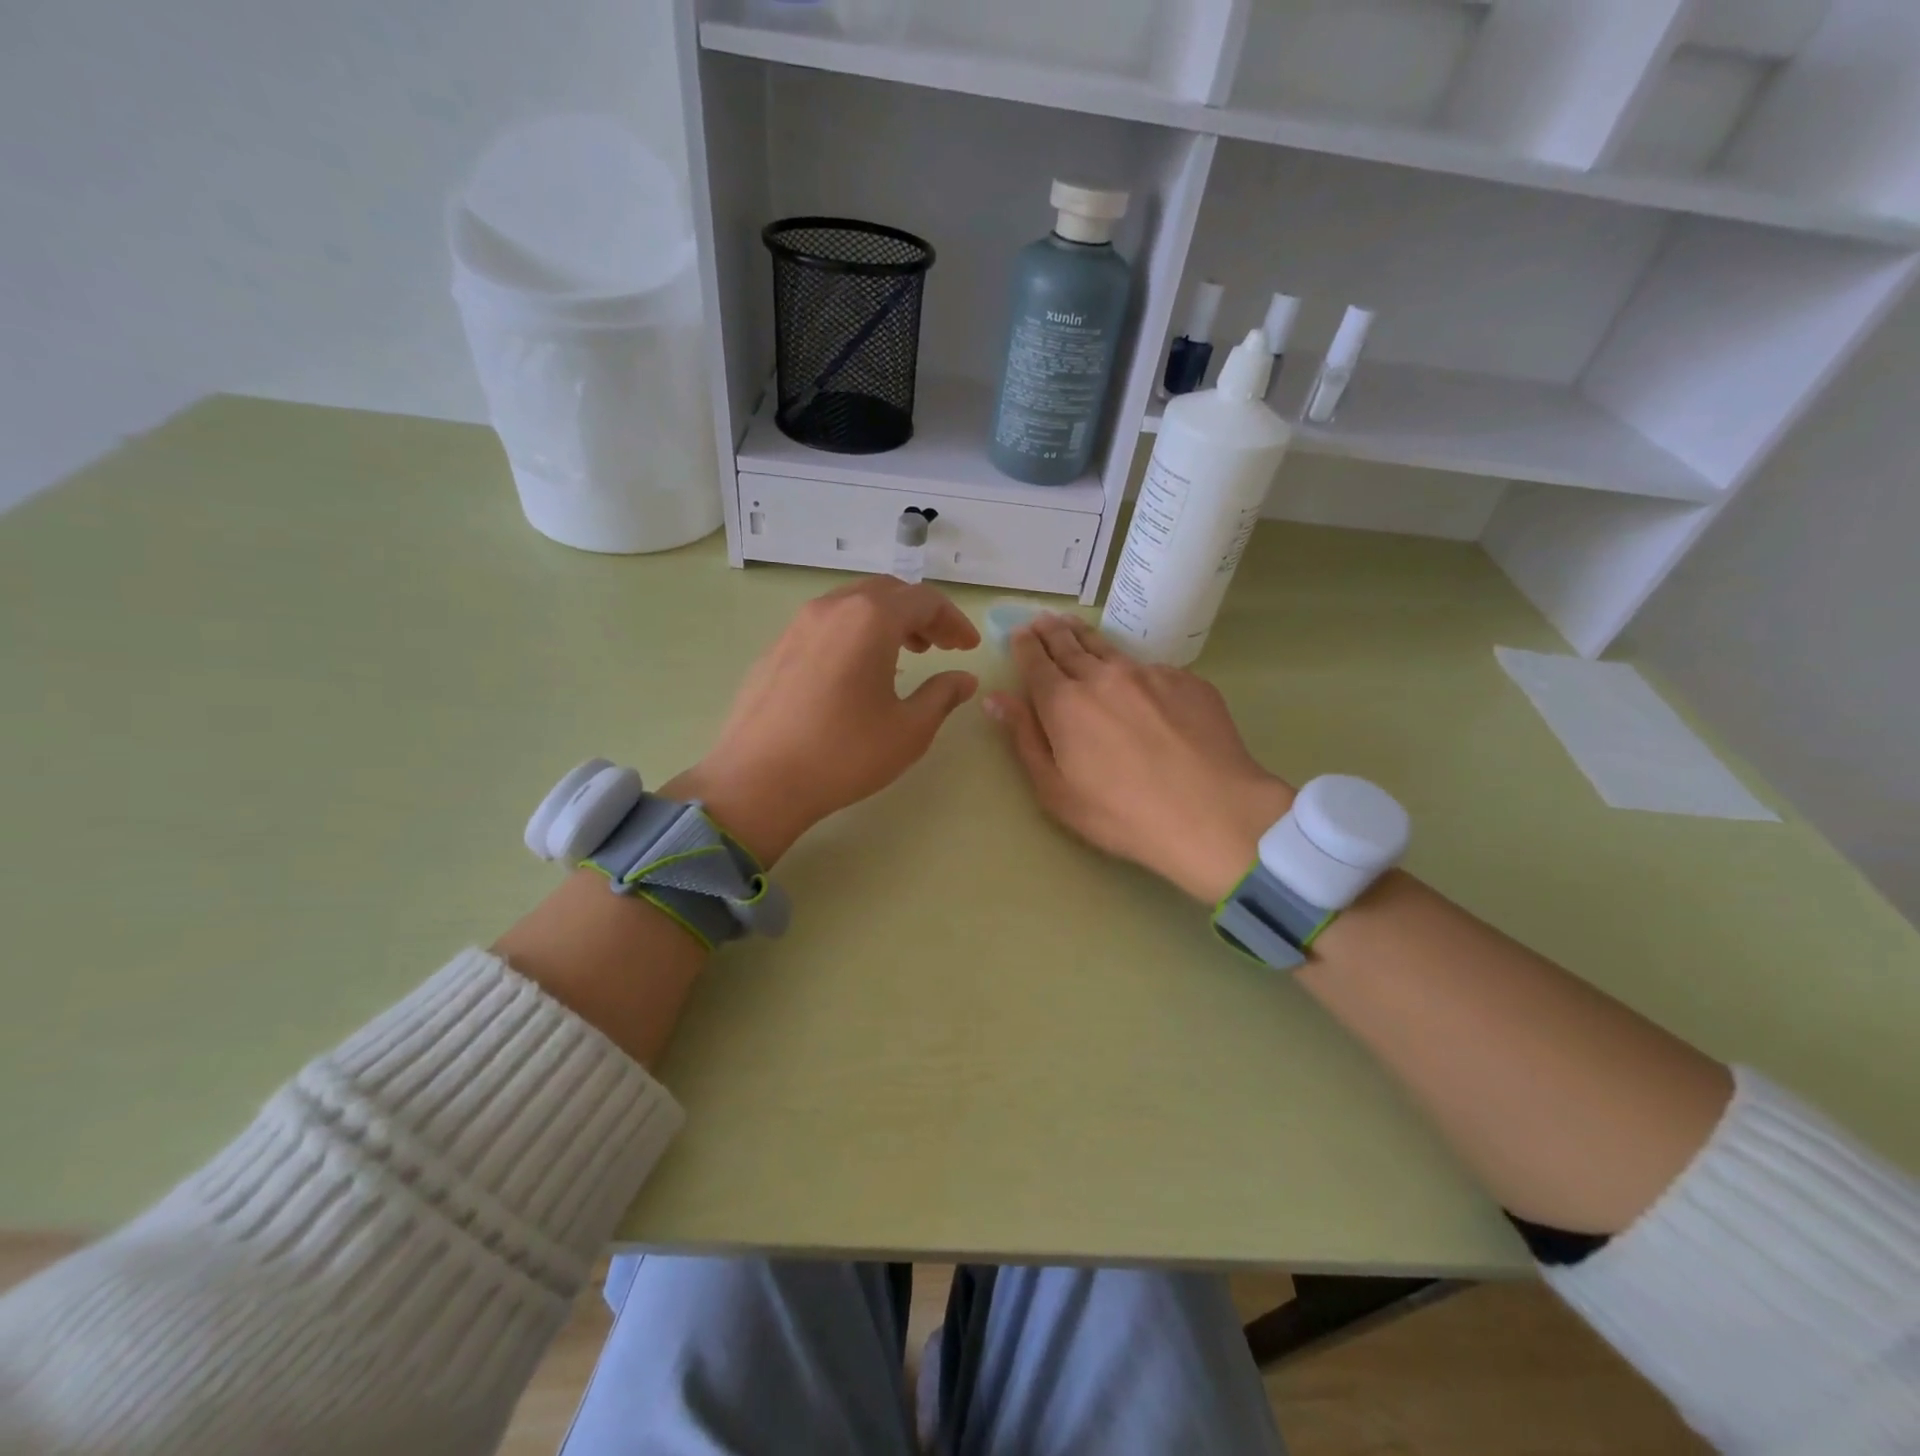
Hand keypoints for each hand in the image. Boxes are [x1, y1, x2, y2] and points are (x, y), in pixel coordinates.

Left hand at [670, 577, 980, 864]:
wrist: (758, 780)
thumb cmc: (844, 754)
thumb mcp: (909, 730)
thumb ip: (942, 695)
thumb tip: (963, 679)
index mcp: (870, 619)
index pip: (924, 600)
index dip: (953, 620)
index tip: (968, 648)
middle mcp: (833, 608)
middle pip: (888, 592)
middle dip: (921, 615)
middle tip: (940, 647)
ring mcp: (798, 625)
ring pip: (854, 604)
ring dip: (887, 621)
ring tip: (905, 654)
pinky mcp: (777, 647)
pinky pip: (827, 624)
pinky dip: (855, 633)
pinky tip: (858, 671)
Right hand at [985, 614, 1292, 902]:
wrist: (1212, 813)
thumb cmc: (1121, 814)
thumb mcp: (1056, 790)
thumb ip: (1025, 738)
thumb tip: (997, 699)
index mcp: (1064, 703)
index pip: (1036, 661)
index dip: (1025, 646)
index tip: (1019, 634)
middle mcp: (1103, 676)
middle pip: (1070, 645)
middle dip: (1051, 632)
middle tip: (1042, 620)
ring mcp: (1148, 674)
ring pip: (1109, 647)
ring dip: (1085, 635)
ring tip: (1074, 627)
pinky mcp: (1186, 681)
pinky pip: (1149, 667)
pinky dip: (1131, 666)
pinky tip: (1133, 676)